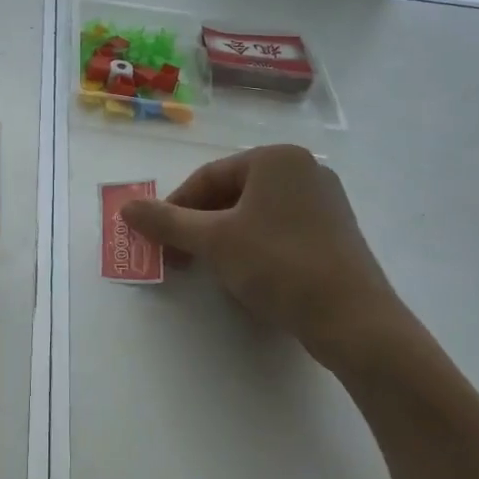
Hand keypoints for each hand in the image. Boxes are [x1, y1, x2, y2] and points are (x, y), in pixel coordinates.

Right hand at [120, 145, 416, 373]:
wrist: (353, 320)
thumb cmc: (278, 264)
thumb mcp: (213, 241)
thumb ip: (166, 221)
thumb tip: (125, 207)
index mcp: (276, 159)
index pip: (209, 177)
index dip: (176, 208)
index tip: (159, 239)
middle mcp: (304, 170)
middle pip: (232, 194)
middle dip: (200, 226)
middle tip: (179, 257)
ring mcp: (324, 202)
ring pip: (255, 215)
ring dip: (224, 239)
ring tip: (210, 269)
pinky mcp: (335, 234)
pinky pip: (280, 231)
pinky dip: (254, 248)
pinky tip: (248, 276)